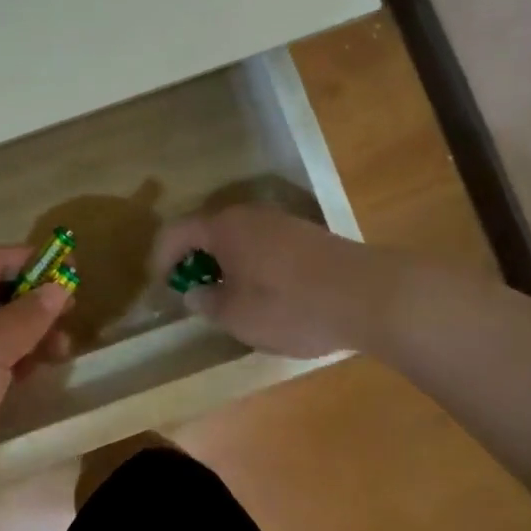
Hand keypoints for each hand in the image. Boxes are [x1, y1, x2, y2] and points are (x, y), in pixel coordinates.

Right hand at [151, 205, 372, 358]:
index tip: (162, 288)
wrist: (369, 296)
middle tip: (194, 295)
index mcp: (223, 227)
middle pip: (207, 232)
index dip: (161, 260)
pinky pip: (263, 246)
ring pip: (237, 239)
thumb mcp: (238, 315)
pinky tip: (266, 295)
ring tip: (229, 299)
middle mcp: (248, 215)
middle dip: (194, 262)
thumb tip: (193, 292)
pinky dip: (252, 266)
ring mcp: (281, 222)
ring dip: (225, 265)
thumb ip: (207, 302)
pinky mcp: (306, 235)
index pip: (175, 233)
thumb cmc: (291, 306)